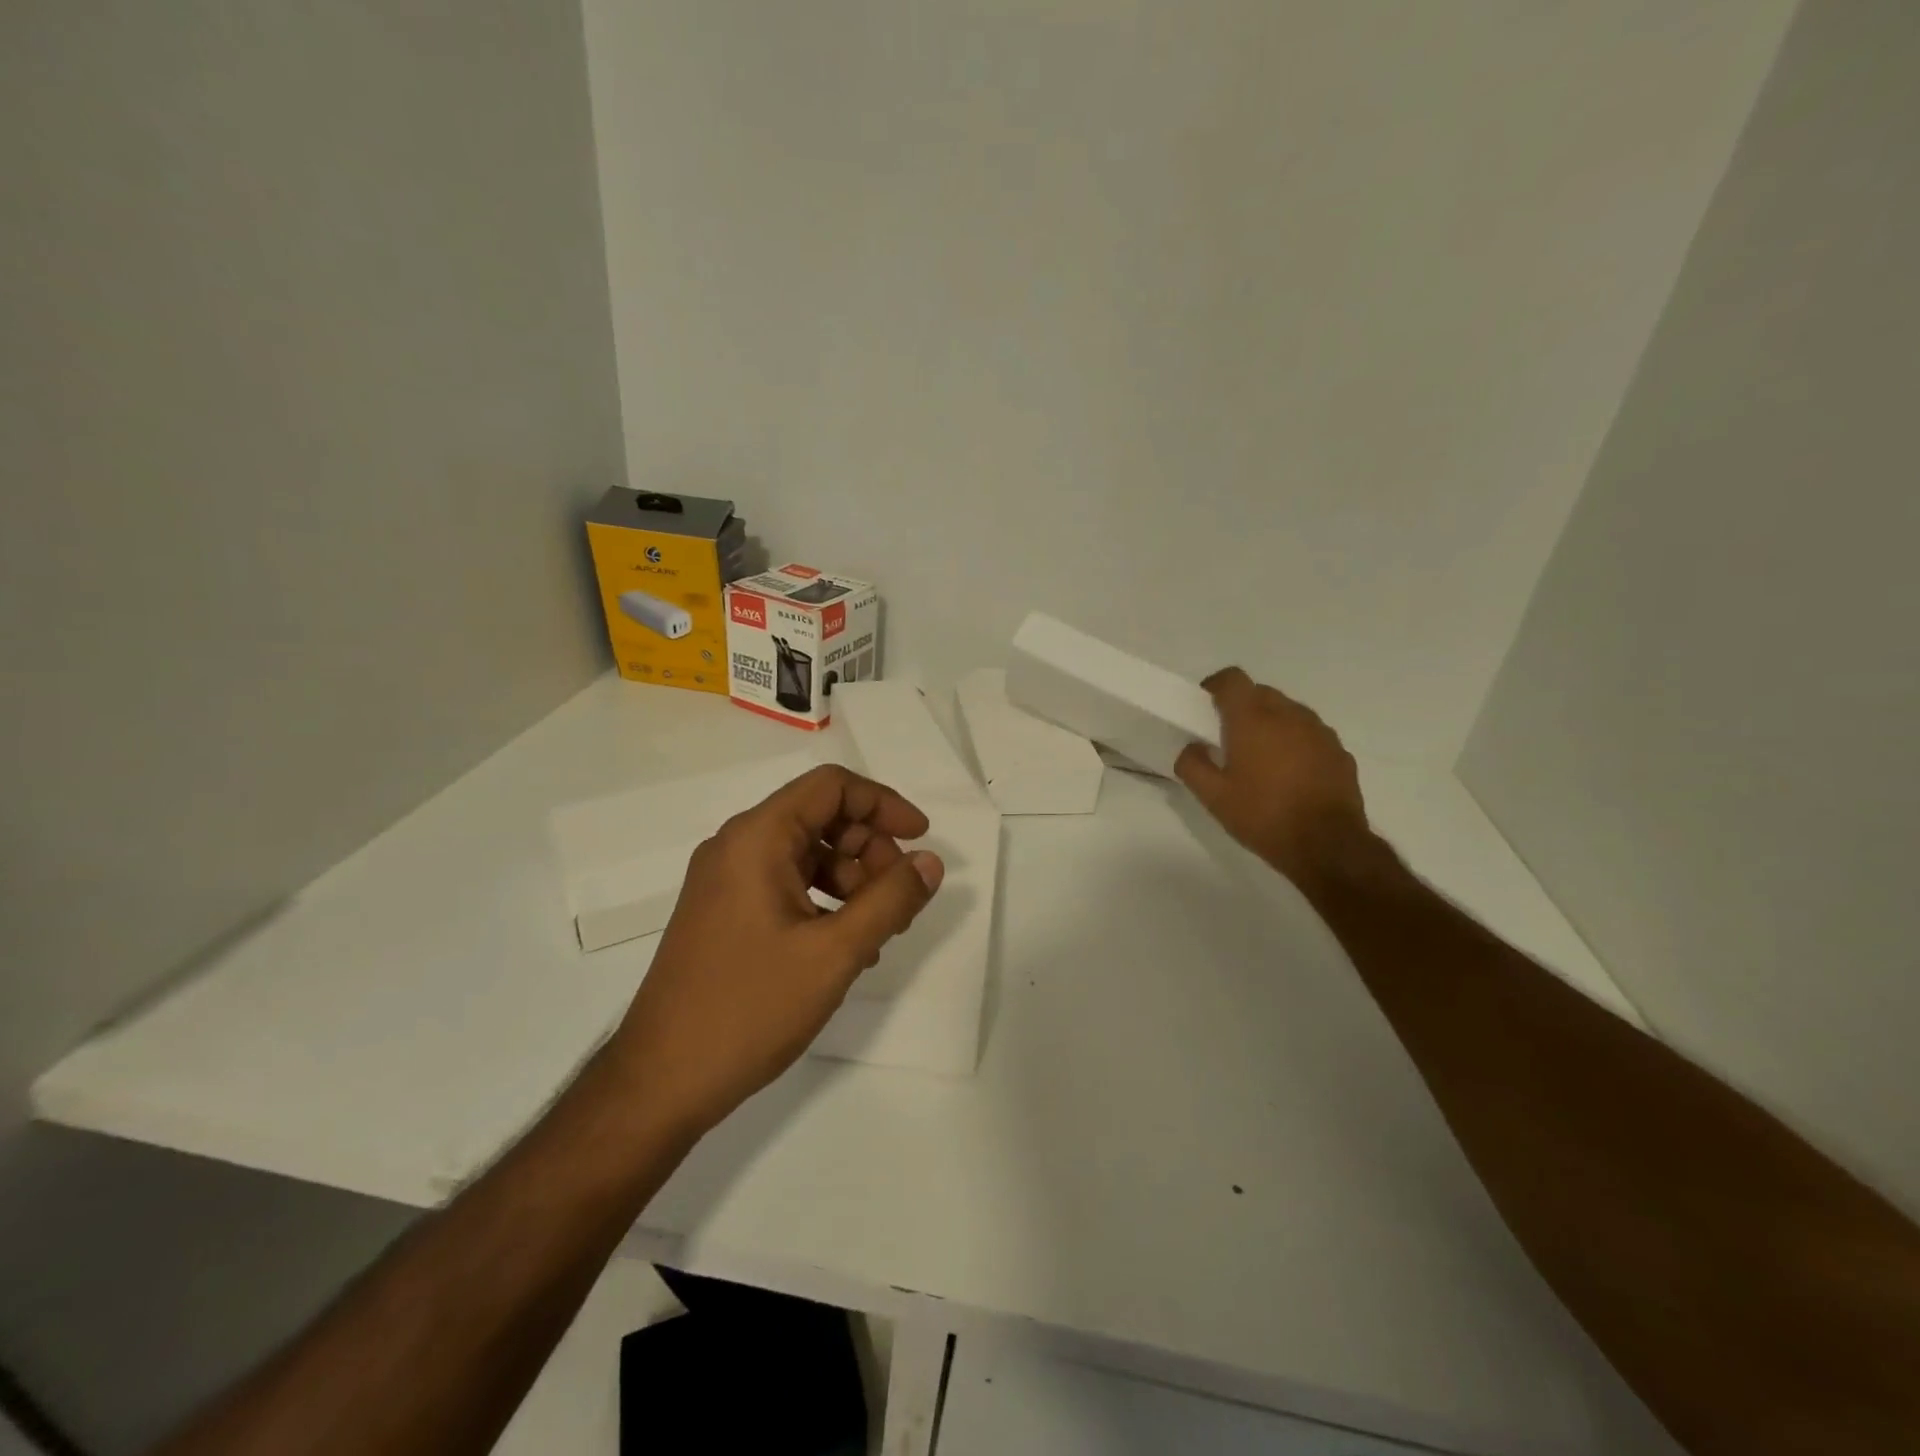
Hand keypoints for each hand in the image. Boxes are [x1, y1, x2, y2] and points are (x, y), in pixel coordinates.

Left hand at [607, 764, 944, 1135]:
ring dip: (852, 878)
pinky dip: (824, 900)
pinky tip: (847, 945)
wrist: (659, 1082)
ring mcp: (725, 881)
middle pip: (820, 817)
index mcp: (757, 838)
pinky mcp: (724, 913)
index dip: (883, 804)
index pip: (831, 787)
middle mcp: (736, 847)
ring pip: (806, 853)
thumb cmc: (749, 1008)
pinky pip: (786, 884)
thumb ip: (890, 901)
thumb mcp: (834, 953)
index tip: (921, 839)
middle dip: (870, 848)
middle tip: (902, 898)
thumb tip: (931, 862)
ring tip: (880, 929)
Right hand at [1175, 668, 1374, 890]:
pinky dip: (1295, 742)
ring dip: (1271, 723)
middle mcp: (1289, 714)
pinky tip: (1290, 774)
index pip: (1232, 679)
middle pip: (1261, 692)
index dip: (1216, 686)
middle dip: (1242, 707)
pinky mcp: (1339, 751)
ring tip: (1261, 757)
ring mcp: (1319, 731)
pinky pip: (1310, 734)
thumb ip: (1192, 765)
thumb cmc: (1263, 816)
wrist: (1327, 845)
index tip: (1205, 706)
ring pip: (1288, 712)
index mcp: (1253, 719)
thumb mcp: (1213, 797)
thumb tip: (1192, 747)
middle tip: (1228, 737)